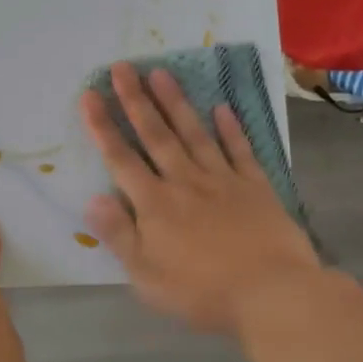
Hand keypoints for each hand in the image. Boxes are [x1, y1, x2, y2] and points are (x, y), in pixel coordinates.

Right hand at [80, 62, 319, 334]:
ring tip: (161, 73)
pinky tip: (222, 108)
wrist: (272, 294)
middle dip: (136, 99)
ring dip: (175, 102)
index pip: (121, 158)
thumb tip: (91, 199)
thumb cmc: (202, 292)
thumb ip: (118, 235)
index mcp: (154, 204)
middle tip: (123, 67)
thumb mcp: (146, 276)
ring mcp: (222, 180)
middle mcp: (184, 181)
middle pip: (156, 135)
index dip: (102, 126)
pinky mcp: (255, 186)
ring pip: (193, 133)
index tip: (90, 95)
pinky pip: (239, 151)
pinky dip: (231, 129)